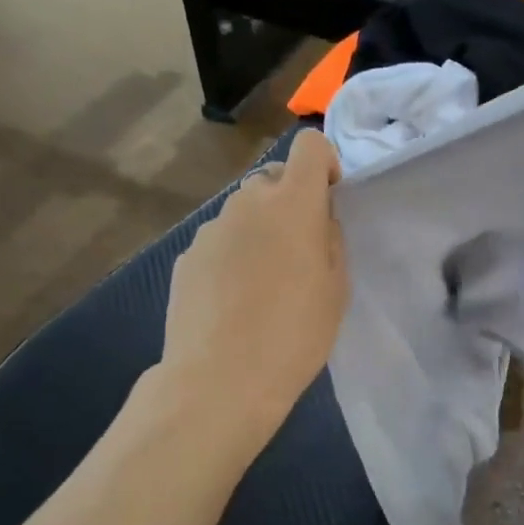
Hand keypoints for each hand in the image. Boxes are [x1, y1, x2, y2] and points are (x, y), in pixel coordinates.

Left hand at [160, 129, 349, 442]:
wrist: (220, 380)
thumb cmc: (295, 334)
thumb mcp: (336, 287)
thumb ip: (330, 238)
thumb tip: (318, 218)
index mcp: (293, 203)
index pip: (309, 145)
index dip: (325, 165)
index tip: (329, 201)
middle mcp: (247, 203)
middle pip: (273, 179)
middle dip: (290, 202)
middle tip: (299, 252)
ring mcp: (210, 229)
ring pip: (244, 213)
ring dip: (259, 230)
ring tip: (264, 284)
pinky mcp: (187, 257)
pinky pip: (220, 242)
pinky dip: (232, 256)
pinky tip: (234, 302)